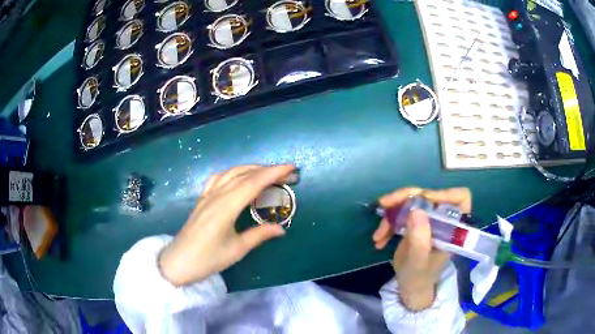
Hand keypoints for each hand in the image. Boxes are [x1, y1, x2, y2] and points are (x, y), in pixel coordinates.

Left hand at [158, 164, 295, 285]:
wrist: (179, 262)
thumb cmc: (208, 259)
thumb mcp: (237, 249)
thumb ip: (259, 235)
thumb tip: (281, 229)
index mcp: (226, 207)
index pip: (253, 183)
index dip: (273, 173)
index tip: (291, 168)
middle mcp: (216, 196)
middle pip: (244, 175)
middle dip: (268, 170)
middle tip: (287, 173)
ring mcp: (207, 196)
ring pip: (231, 173)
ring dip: (252, 169)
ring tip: (268, 173)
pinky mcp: (202, 199)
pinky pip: (218, 178)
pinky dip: (233, 173)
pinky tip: (238, 177)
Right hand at [372, 187, 470, 310]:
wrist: (410, 287)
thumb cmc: (419, 277)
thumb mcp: (418, 262)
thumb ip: (419, 239)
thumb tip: (416, 210)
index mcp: (452, 227)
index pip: (460, 198)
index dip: (444, 193)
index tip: (423, 200)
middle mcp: (442, 219)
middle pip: (428, 195)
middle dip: (405, 198)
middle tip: (385, 204)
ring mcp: (428, 219)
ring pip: (411, 201)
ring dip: (391, 213)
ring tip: (378, 235)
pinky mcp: (415, 222)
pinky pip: (401, 212)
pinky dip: (388, 223)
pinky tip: (379, 239)